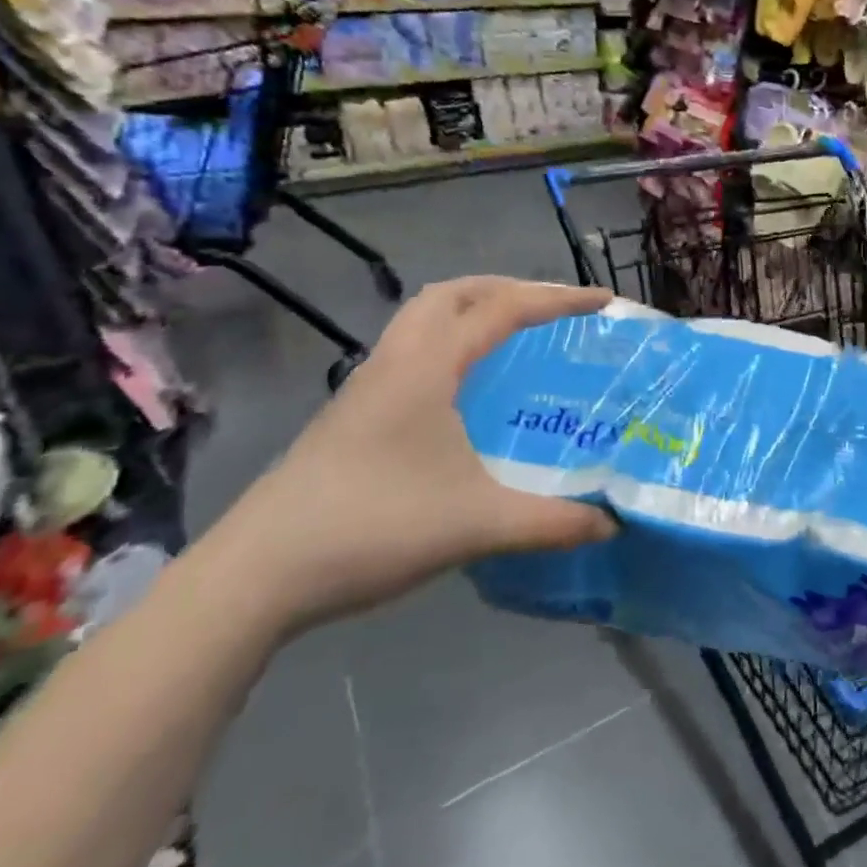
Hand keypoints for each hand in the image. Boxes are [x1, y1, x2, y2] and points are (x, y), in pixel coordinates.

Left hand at [204, 276, 617, 636]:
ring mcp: (365, 389)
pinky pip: (409, 352)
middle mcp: (394, 364)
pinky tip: (466, 389)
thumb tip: (612, 524)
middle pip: (452, 295)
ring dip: (472, 311)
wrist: (254, 578)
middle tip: (553, 307)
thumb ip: (552, 522)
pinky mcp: (351, 417)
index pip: (502, 310)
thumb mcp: (478, 525)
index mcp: (427, 369)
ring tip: (515, 335)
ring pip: (422, 321)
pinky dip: (449, 344)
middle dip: (509, 288)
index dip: (557, 299)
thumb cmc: (372, 529)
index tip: (603, 301)